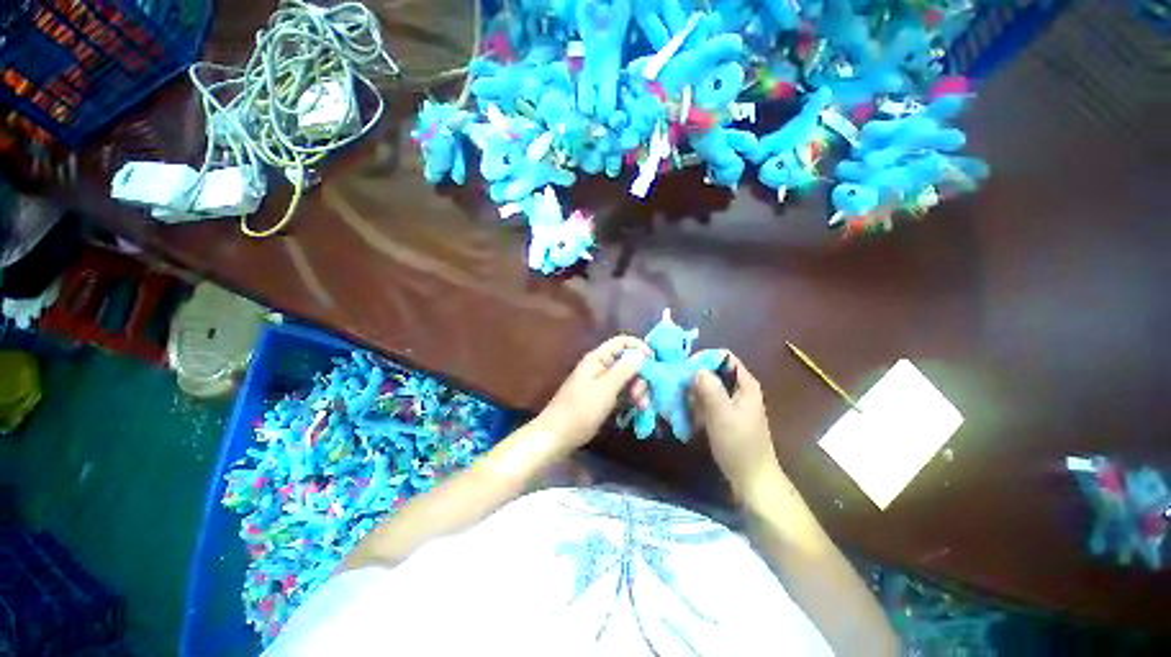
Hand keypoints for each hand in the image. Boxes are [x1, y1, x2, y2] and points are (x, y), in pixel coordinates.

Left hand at [537, 336, 650, 451]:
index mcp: (598, 359)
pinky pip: (622, 392)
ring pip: (627, 378)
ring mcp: (602, 383)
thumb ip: (624, 370)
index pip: (622, 342)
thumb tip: (641, 355)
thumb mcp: (605, 389)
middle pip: (628, 362)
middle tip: (642, 395)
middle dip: (640, 376)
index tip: (653, 362)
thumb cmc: (580, 410)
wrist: (558, 435)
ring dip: (638, 390)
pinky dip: (631, 399)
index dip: (639, 348)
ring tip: (642, 407)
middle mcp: (600, 367)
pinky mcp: (603, 397)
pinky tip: (638, 410)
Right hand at [691, 352, 780, 498]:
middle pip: (714, 372)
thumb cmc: (739, 445)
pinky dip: (696, 405)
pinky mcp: (725, 417)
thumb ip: (710, 389)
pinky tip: (686, 414)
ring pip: (708, 388)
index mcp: (745, 384)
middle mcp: (739, 389)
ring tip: (677, 400)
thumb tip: (696, 369)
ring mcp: (732, 404)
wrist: (751, 479)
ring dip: (693, 392)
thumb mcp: (722, 414)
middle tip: (676, 386)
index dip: (703, 359)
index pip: (723, 357)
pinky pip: (707, 403)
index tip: (684, 369)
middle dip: (694, 377)